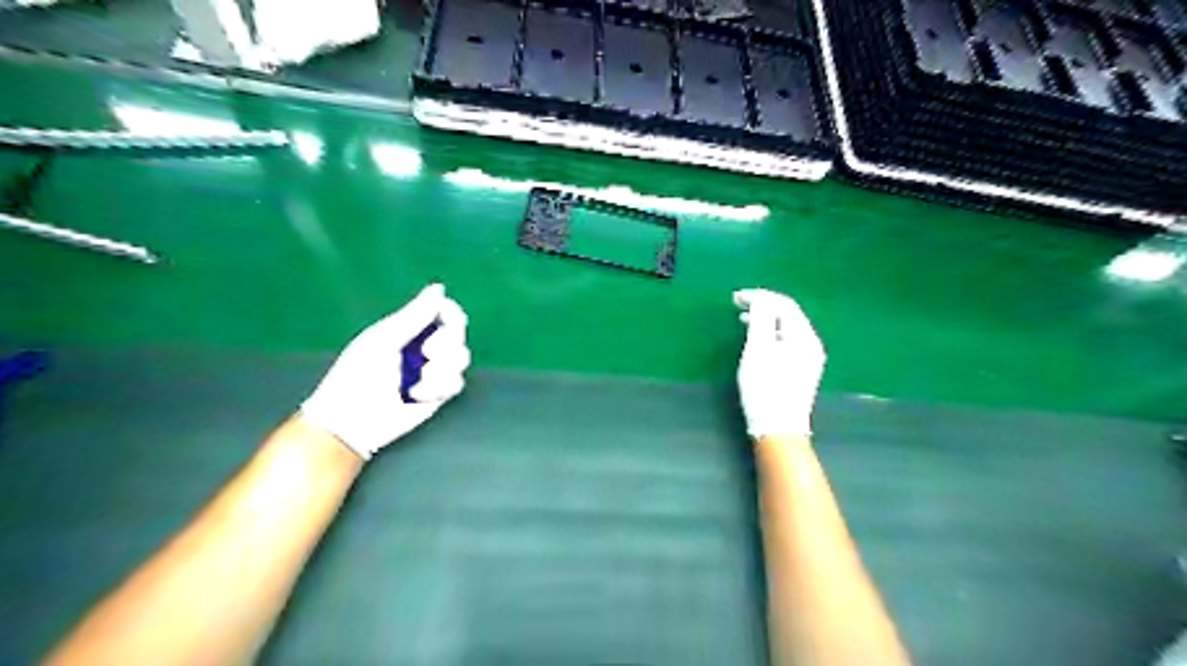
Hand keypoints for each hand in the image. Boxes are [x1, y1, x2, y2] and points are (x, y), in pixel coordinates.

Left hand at [301, 283, 473, 460]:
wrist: (353, 419)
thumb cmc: (359, 374)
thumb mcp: (386, 339)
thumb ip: (415, 314)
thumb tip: (439, 288)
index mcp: (408, 328)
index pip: (443, 311)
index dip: (450, 313)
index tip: (447, 318)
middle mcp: (424, 346)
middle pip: (457, 333)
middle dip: (446, 343)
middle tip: (426, 353)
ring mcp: (433, 370)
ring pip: (461, 357)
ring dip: (442, 368)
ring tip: (419, 380)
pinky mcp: (439, 393)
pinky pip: (456, 382)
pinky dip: (439, 388)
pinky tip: (417, 394)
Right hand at [735, 290, 827, 440]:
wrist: (778, 429)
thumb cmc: (765, 388)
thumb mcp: (758, 349)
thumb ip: (760, 319)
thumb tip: (760, 299)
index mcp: (804, 336)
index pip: (784, 304)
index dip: (760, 296)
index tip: (735, 297)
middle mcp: (812, 344)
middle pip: (788, 314)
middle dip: (763, 305)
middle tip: (737, 304)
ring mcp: (809, 359)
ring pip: (786, 328)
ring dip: (765, 319)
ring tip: (743, 319)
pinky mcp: (801, 370)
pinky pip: (786, 341)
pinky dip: (770, 334)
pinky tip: (757, 339)